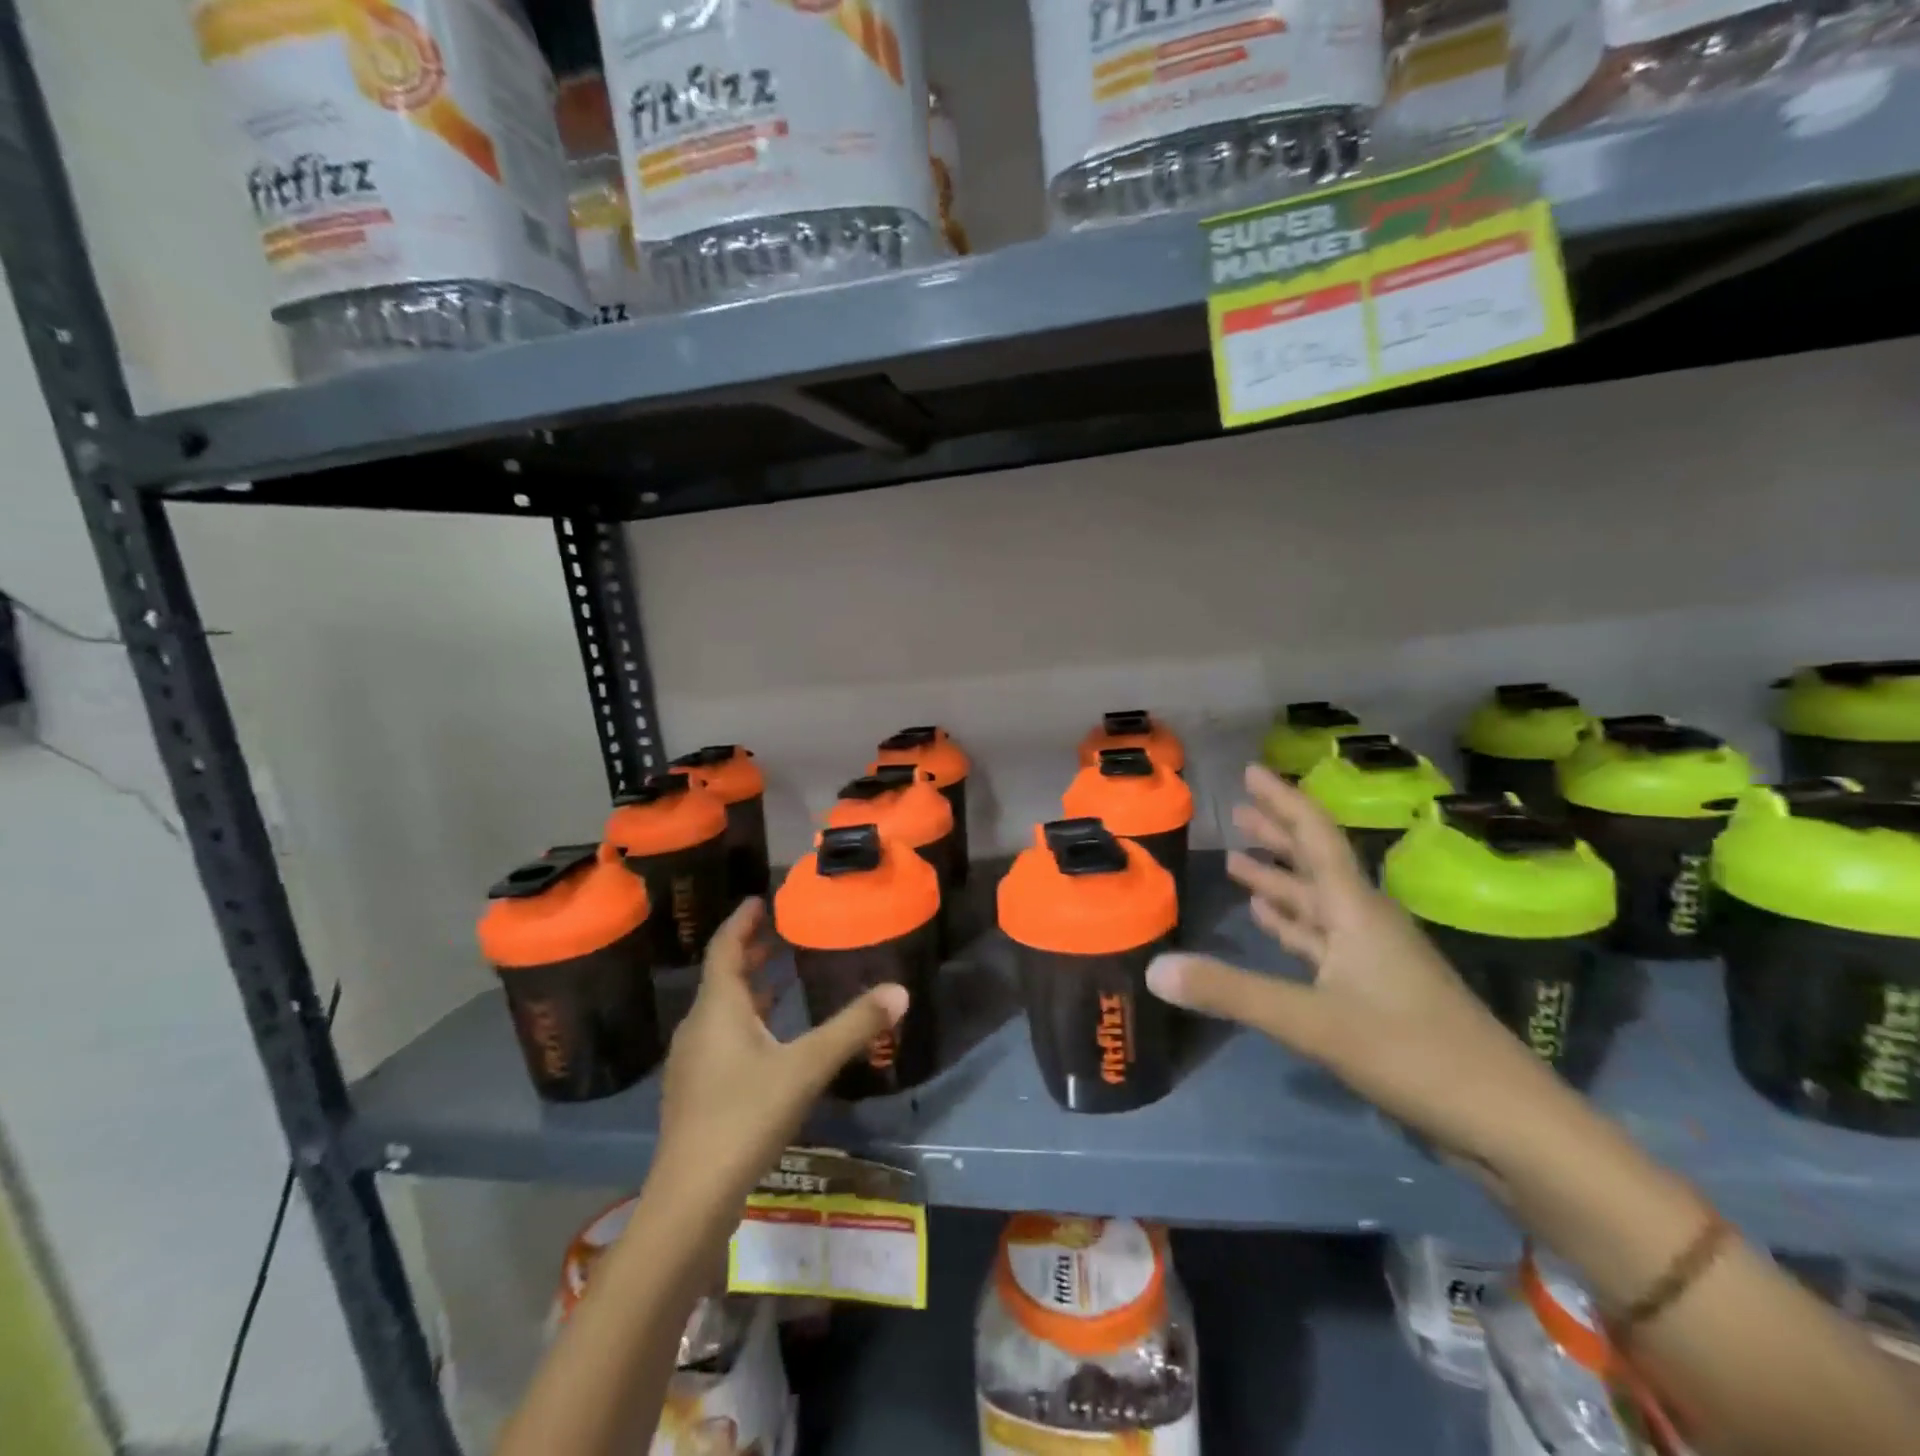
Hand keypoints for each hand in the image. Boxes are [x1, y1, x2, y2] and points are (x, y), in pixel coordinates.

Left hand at [650, 898, 908, 1210]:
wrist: (690, 1199)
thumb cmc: (745, 1117)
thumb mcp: (806, 1067)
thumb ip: (853, 1028)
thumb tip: (899, 991)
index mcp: (718, 1009)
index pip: (725, 948)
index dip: (742, 921)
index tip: (759, 899)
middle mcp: (699, 1028)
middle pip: (722, 978)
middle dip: (749, 953)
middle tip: (778, 934)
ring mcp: (693, 1063)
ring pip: (721, 1011)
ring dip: (749, 990)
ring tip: (780, 980)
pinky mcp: (696, 1093)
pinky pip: (721, 1038)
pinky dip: (746, 1022)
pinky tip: (770, 1042)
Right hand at [1146, 764, 1566, 1164]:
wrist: (1509, 1124)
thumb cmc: (1414, 1053)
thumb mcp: (1313, 1022)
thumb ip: (1232, 992)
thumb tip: (1153, 968)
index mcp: (1357, 912)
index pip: (1315, 837)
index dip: (1283, 800)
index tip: (1251, 771)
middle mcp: (1365, 924)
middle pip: (1314, 865)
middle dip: (1276, 835)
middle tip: (1239, 810)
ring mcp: (1373, 960)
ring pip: (1316, 905)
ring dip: (1279, 880)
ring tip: (1239, 860)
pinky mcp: (1374, 994)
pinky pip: (1321, 942)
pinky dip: (1291, 926)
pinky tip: (1270, 921)